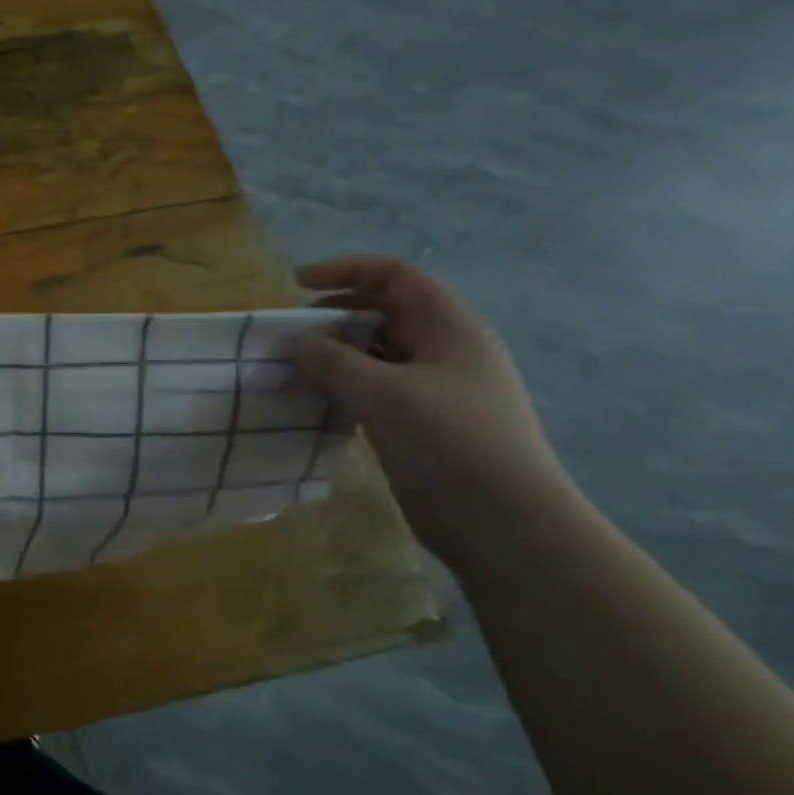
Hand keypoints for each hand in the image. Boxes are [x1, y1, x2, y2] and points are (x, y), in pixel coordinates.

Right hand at [291, 256, 578, 567]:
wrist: (505, 523)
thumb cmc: (450, 442)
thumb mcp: (383, 393)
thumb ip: (331, 360)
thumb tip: (295, 342)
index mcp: (450, 328)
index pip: (395, 276)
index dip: (345, 271)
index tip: (295, 285)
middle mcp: (444, 350)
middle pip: (381, 313)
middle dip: (331, 318)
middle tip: (288, 338)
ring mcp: (433, 388)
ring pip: (373, 355)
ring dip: (330, 357)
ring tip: (289, 373)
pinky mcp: (420, 423)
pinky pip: (372, 389)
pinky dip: (340, 388)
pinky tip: (311, 403)